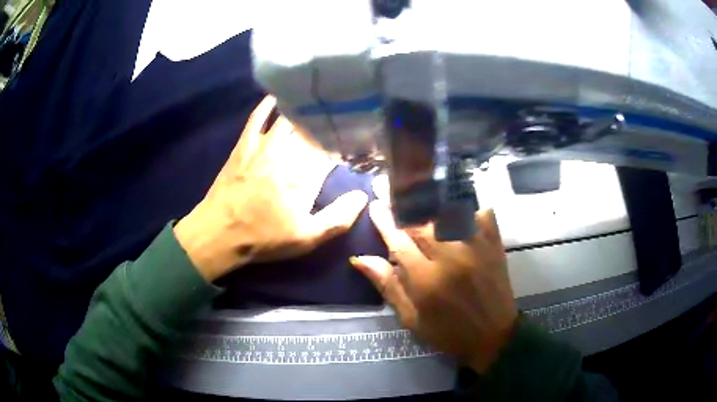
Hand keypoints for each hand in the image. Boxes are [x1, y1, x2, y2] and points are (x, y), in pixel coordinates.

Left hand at [175, 96, 368, 281]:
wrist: (219, 233)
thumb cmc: (264, 238)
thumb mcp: (306, 239)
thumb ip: (338, 219)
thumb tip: (363, 196)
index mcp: (305, 175)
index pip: (332, 150)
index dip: (345, 144)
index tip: (355, 142)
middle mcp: (287, 153)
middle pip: (314, 130)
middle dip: (329, 125)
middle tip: (340, 120)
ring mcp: (264, 145)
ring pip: (290, 119)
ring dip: (305, 112)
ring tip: (319, 104)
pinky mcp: (244, 144)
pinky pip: (257, 117)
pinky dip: (267, 105)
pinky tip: (278, 97)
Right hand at [350, 202, 517, 373]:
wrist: (493, 336)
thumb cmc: (448, 332)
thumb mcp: (411, 319)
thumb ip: (388, 286)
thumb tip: (360, 259)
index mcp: (427, 280)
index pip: (399, 241)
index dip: (384, 222)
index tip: (374, 205)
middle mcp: (451, 258)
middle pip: (421, 222)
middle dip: (403, 206)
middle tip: (390, 192)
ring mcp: (476, 247)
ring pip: (448, 212)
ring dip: (430, 202)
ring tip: (416, 191)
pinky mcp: (494, 244)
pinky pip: (480, 213)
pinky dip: (467, 205)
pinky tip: (455, 203)